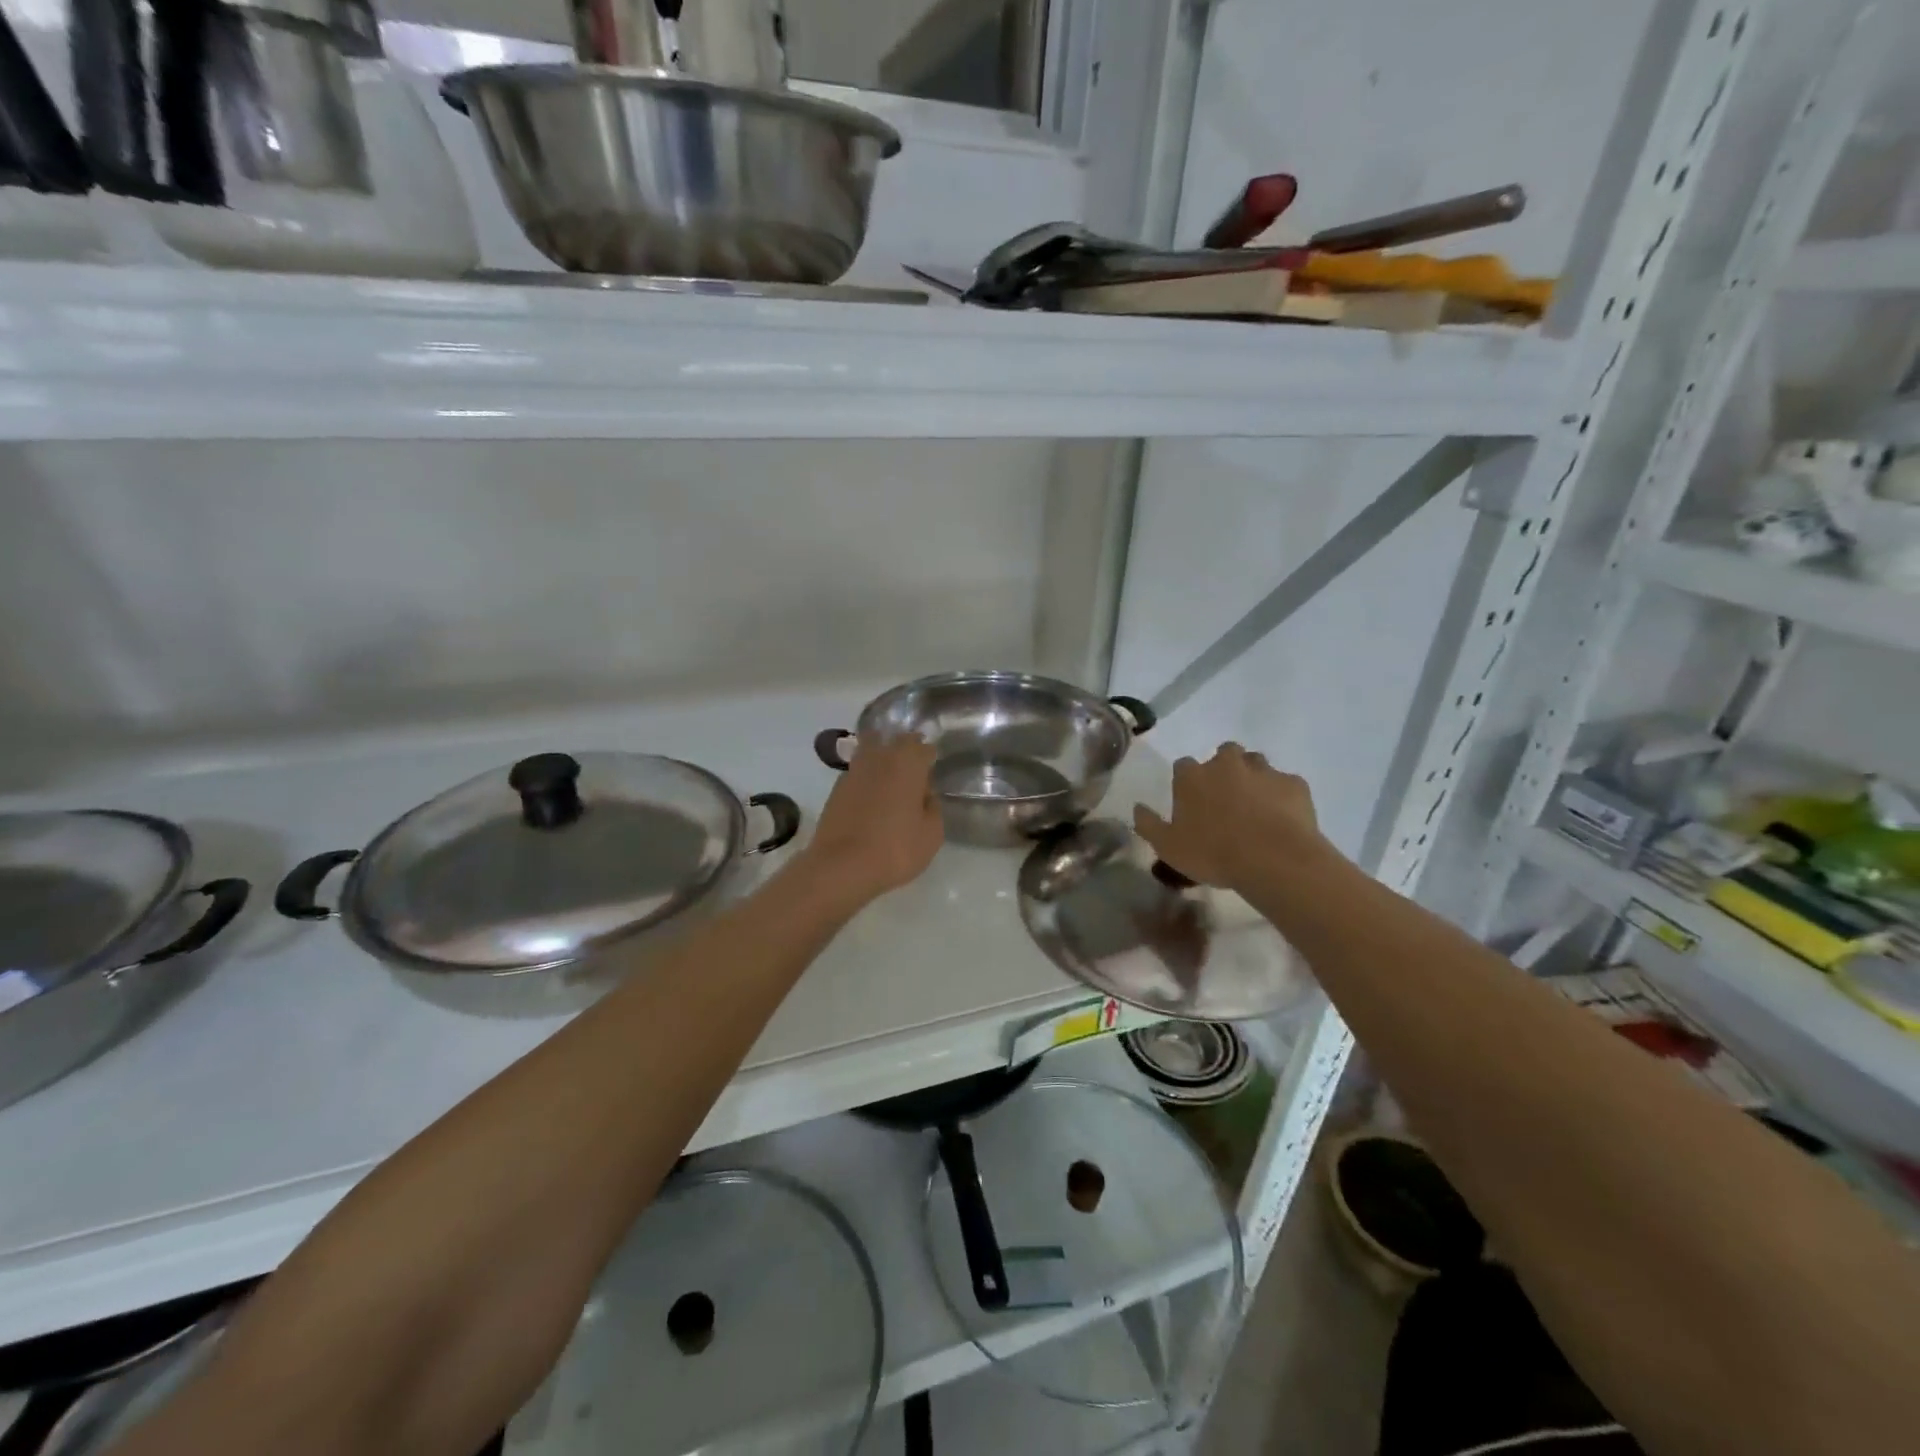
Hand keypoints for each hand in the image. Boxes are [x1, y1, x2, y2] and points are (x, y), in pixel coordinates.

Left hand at [803, 732, 944, 904]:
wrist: (842, 866)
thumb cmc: (896, 848)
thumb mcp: (931, 834)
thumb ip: (932, 807)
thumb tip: (924, 795)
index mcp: (907, 762)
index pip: (923, 747)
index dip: (930, 757)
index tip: (934, 770)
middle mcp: (879, 758)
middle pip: (895, 742)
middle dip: (906, 751)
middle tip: (914, 771)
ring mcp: (853, 771)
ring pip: (871, 753)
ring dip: (883, 761)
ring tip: (891, 783)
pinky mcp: (835, 790)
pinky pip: (858, 775)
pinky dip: (866, 781)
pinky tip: (871, 800)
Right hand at [1134, 743, 1324, 889]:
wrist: (1274, 859)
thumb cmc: (1213, 853)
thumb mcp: (1168, 847)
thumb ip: (1148, 825)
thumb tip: (1137, 808)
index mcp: (1192, 776)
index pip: (1183, 766)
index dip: (1187, 783)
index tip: (1190, 803)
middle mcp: (1226, 764)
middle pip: (1223, 754)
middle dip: (1224, 770)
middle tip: (1225, 800)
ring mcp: (1264, 770)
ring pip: (1256, 763)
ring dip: (1253, 777)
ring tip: (1254, 807)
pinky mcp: (1294, 784)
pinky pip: (1285, 784)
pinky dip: (1282, 796)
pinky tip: (1281, 819)